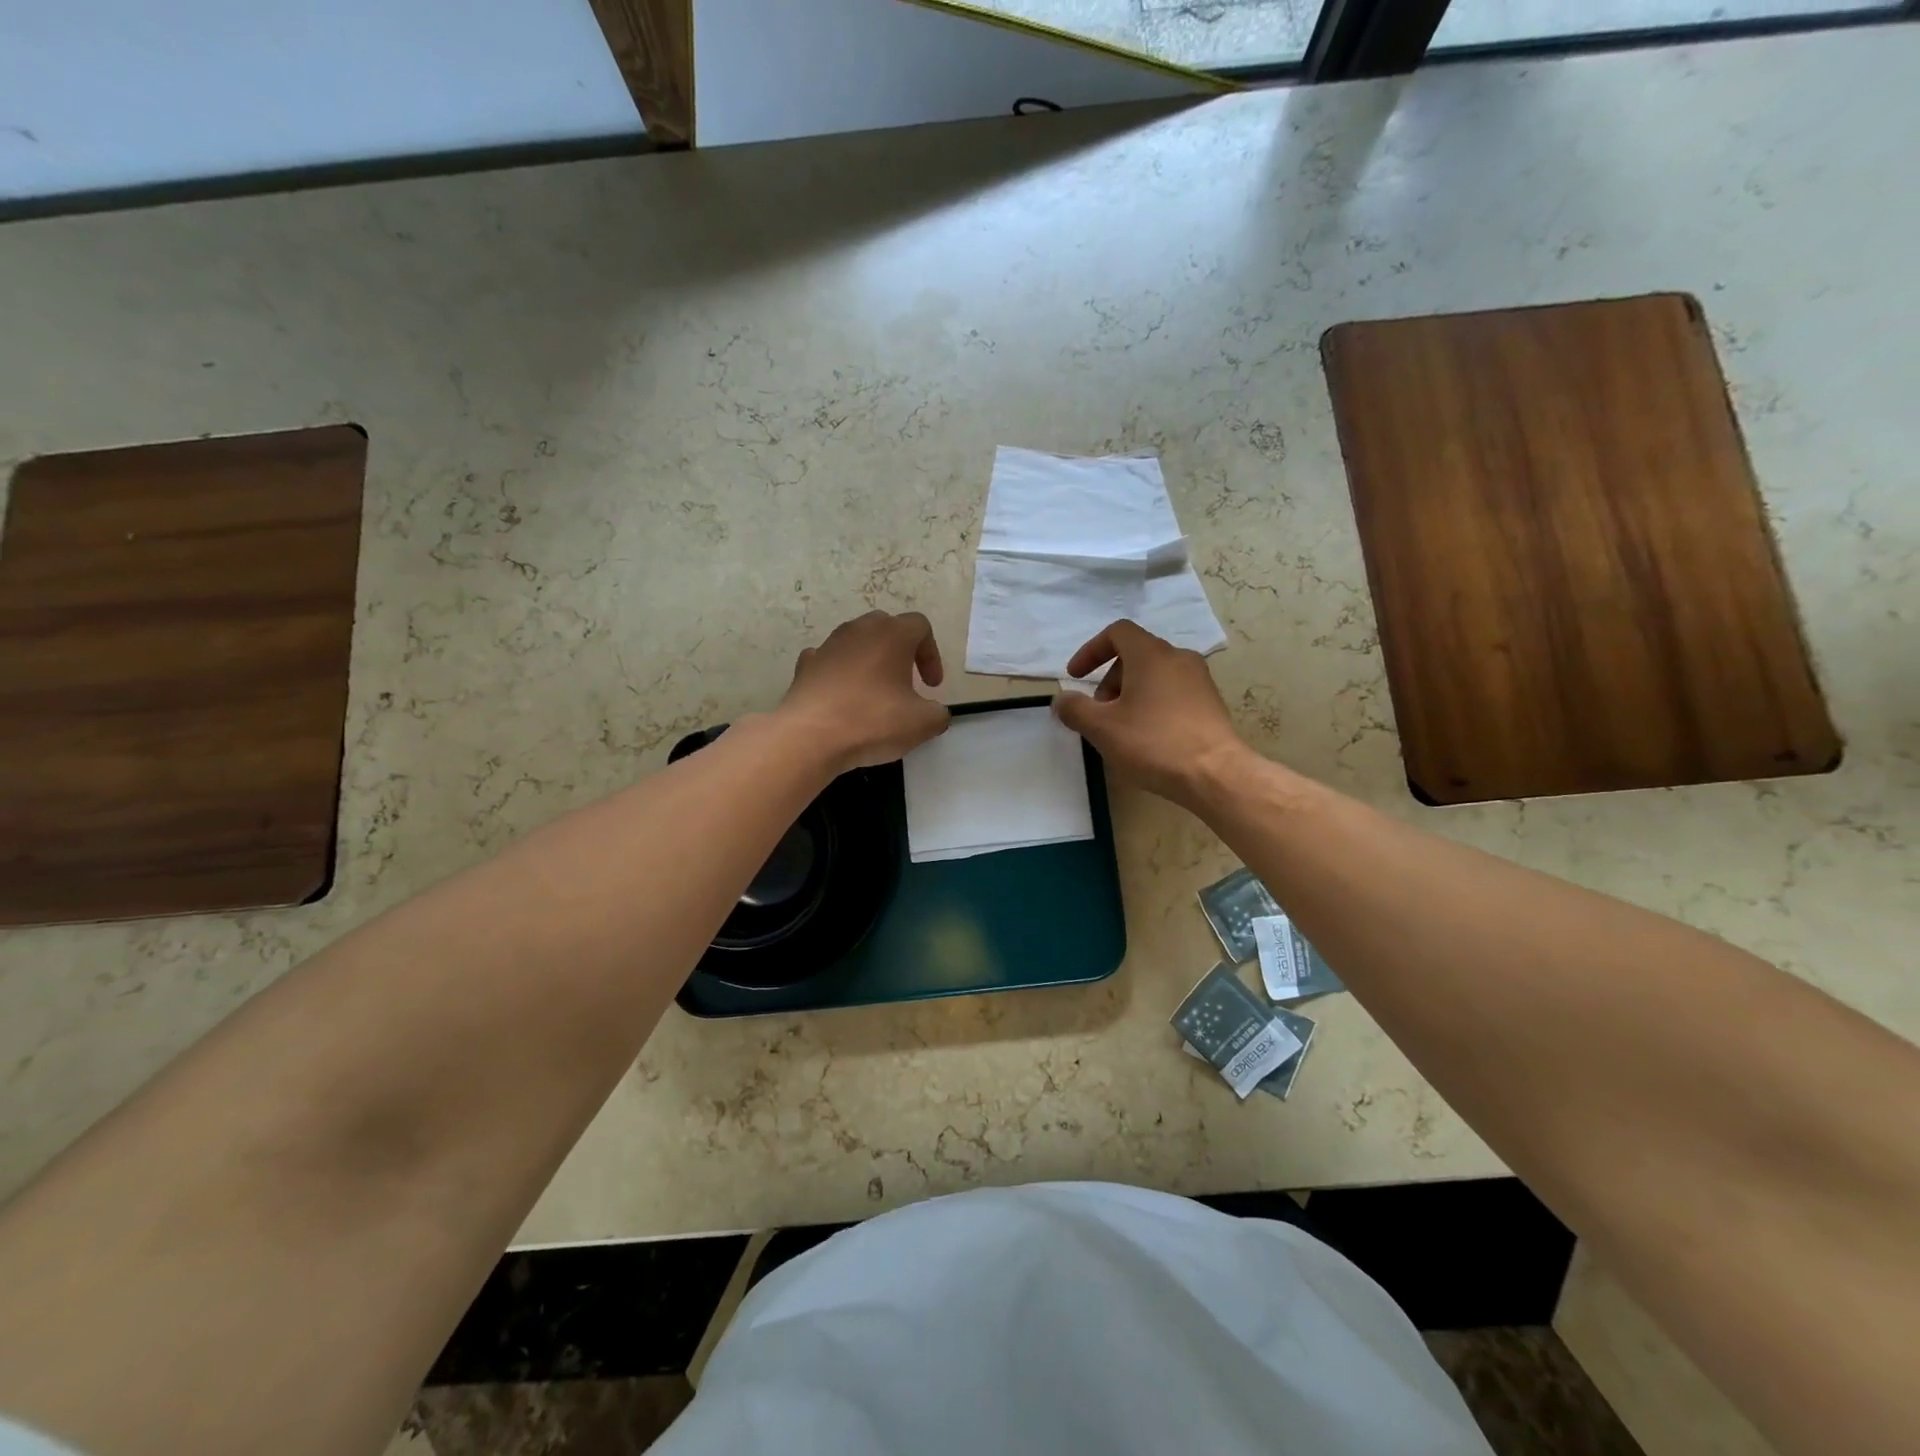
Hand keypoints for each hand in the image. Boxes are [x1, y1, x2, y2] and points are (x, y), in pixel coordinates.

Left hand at [778, 611, 950, 771]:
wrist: (809, 736)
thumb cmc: (872, 721)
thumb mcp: (922, 724)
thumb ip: (938, 714)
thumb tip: (935, 713)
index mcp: (892, 634)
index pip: (920, 626)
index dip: (932, 655)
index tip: (931, 687)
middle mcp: (859, 630)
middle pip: (886, 627)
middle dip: (900, 652)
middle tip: (906, 683)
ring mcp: (828, 645)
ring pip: (856, 642)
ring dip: (870, 661)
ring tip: (874, 693)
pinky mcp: (805, 666)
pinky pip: (829, 661)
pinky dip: (839, 673)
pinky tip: (841, 696)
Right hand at [1052, 620, 1246, 808]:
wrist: (1216, 774)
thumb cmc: (1153, 743)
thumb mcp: (1102, 728)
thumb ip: (1075, 709)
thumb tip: (1061, 700)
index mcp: (1151, 655)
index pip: (1117, 632)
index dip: (1091, 651)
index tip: (1075, 677)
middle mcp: (1178, 658)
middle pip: (1135, 655)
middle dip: (1109, 680)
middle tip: (1099, 712)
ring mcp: (1199, 680)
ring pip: (1155, 675)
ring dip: (1130, 694)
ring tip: (1121, 728)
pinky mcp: (1210, 703)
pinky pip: (1173, 692)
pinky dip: (1152, 704)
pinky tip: (1148, 737)